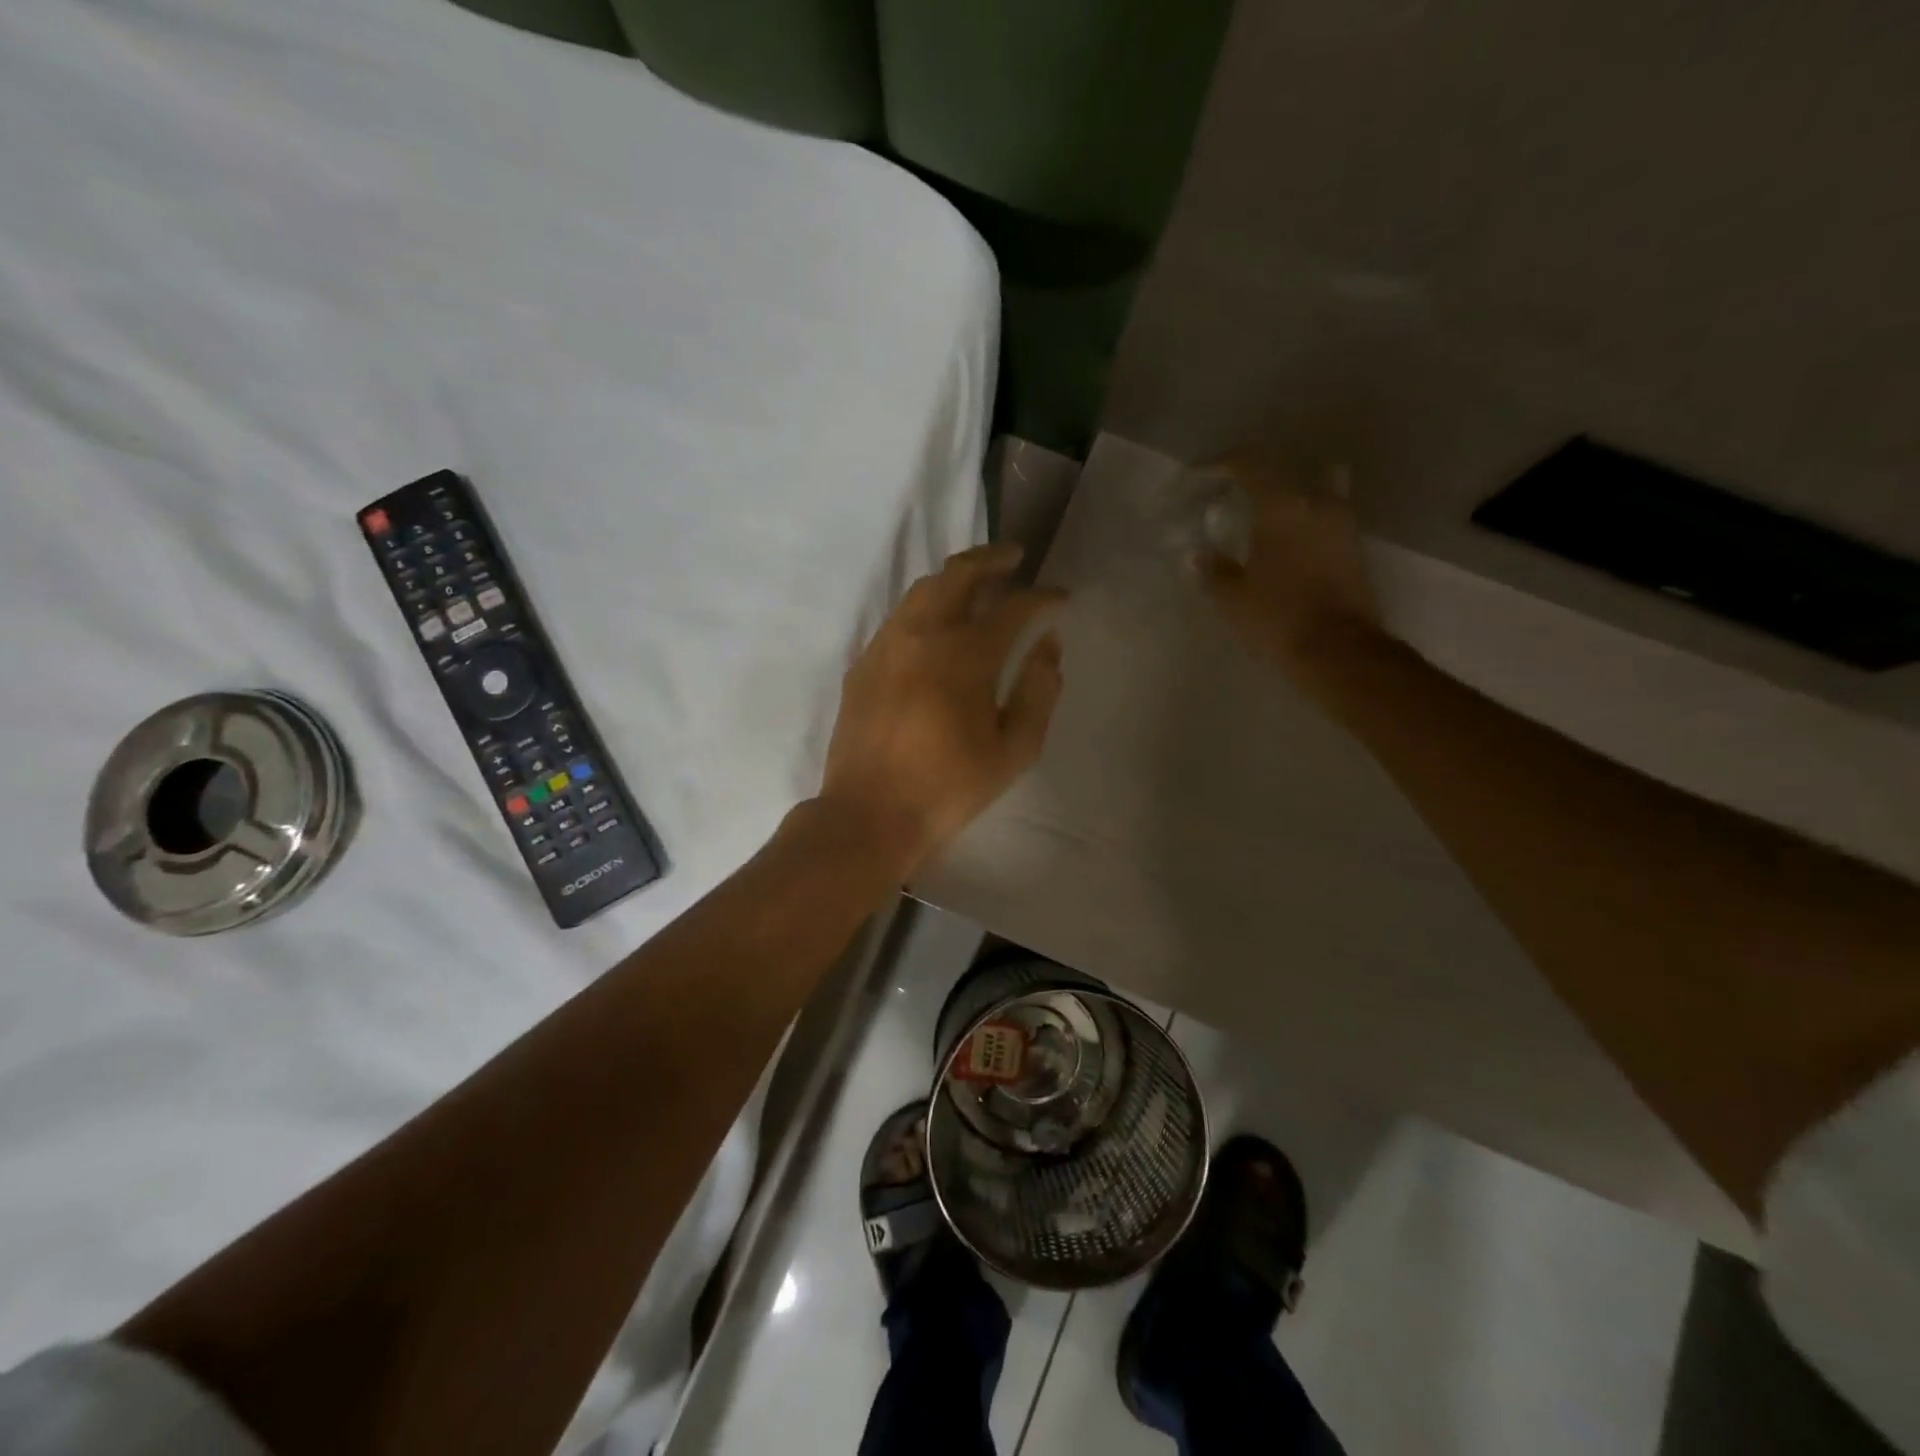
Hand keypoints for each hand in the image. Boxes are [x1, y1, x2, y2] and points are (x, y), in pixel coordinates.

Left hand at [820, 543, 1066, 874]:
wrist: (870, 814)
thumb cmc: (948, 788)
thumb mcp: (1013, 751)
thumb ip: (1039, 692)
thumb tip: (1049, 646)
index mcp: (965, 656)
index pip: (1012, 606)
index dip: (1042, 597)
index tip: (1061, 598)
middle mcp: (923, 635)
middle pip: (959, 575)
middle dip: (992, 559)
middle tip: (1014, 557)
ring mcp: (886, 645)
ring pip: (923, 589)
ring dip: (955, 576)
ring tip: (977, 581)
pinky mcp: (863, 663)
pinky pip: (899, 616)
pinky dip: (926, 605)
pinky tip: (936, 622)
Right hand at [1192, 452, 1386, 692]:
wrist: (1338, 649)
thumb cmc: (1277, 616)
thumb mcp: (1232, 598)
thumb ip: (1214, 571)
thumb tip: (1197, 556)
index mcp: (1281, 507)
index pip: (1251, 465)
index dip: (1224, 463)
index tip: (1203, 474)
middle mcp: (1316, 504)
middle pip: (1289, 473)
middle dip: (1261, 479)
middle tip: (1239, 496)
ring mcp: (1342, 526)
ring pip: (1320, 491)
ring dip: (1296, 497)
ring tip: (1271, 516)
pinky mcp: (1355, 551)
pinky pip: (1330, 520)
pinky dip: (1311, 522)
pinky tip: (1293, 543)